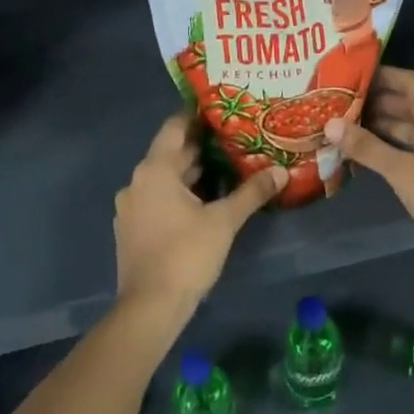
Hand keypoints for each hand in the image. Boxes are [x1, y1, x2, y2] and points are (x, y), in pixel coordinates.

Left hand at [114, 113, 286, 323]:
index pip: (175, 128)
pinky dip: (182, 192)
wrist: (150, 307)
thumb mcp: (224, 221)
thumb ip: (252, 192)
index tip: (222, 106)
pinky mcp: (134, 228)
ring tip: (229, 164)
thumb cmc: (186, 255)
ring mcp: (132, 207)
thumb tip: (281, 171)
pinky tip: (208, 199)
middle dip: (203, 146)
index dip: (197, 115)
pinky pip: (159, 198)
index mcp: (155, 170)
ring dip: (193, 172)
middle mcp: (137, 182)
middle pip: (172, 154)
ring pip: (166, 178)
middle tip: (237, 135)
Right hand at [325, 67, 413, 260]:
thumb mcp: (403, 171)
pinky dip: (390, 144)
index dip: (382, 76)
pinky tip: (364, 149)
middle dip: (376, 100)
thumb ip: (367, 147)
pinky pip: (411, 145)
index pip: (409, 81)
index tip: (351, 74)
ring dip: (381, 123)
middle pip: (408, 102)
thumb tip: (331, 124)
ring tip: (345, 122)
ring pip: (408, 125)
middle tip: (340, 100)